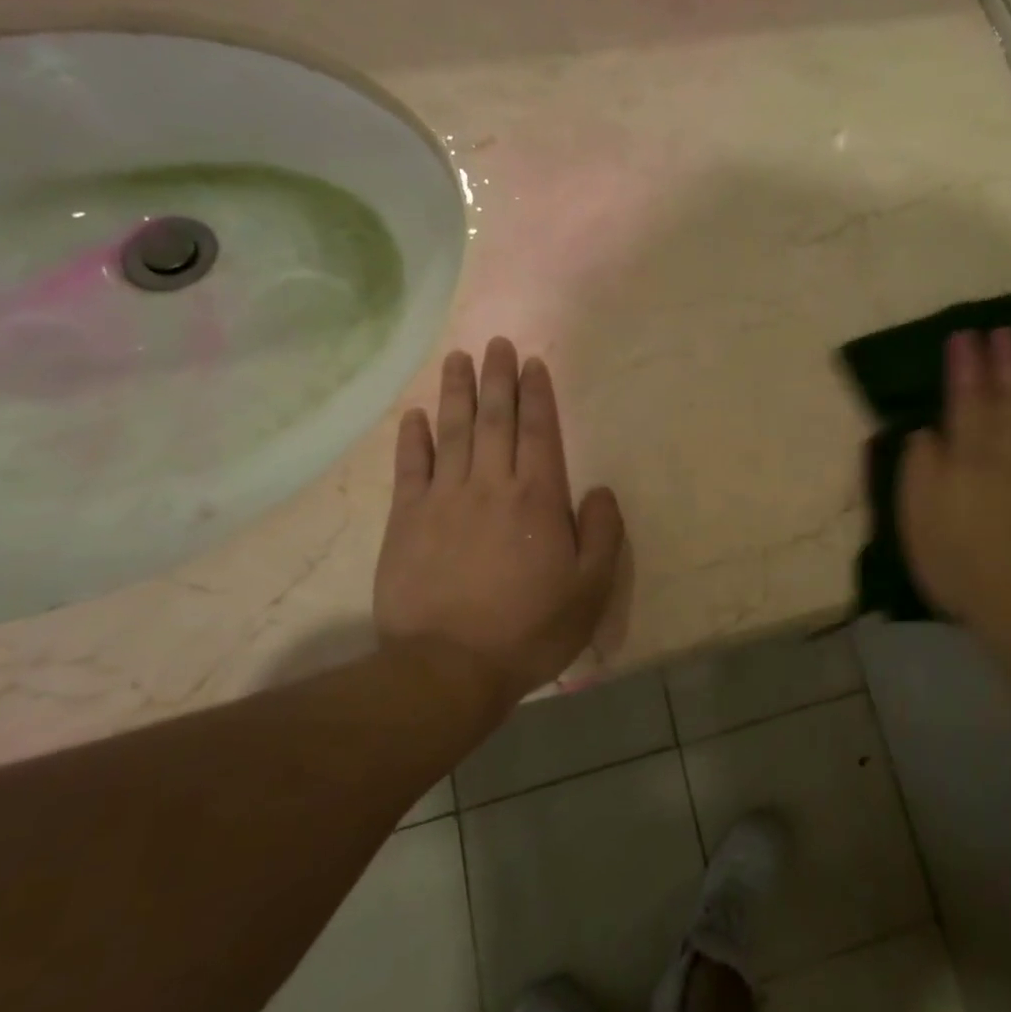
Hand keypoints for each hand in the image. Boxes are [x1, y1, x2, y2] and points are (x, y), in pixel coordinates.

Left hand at [374, 337, 625, 711]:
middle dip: (497, 379)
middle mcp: (491, 486)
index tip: (532, 364)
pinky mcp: (406, 520)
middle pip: (494, 420)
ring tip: (458, 359)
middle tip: (496, 343)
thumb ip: (603, 534)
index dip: (537, 395)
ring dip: (457, 392)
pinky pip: (411, 468)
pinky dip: (414, 438)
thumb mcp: (591, 589)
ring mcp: (443, 499)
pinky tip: (416, 415)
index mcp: (538, 498)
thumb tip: (601, 490)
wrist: (449, 668)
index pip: (538, 432)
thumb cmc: (530, 629)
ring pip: (453, 432)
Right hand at [897, 328, 1010, 650]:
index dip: (964, 366)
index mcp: (969, 457)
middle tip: (1002, 332)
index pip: (965, 399)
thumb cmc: (960, 565)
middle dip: (1003, 361)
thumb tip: (926, 433)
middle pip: (1007, 396)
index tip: (962, 337)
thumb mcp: (917, 521)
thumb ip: (919, 470)